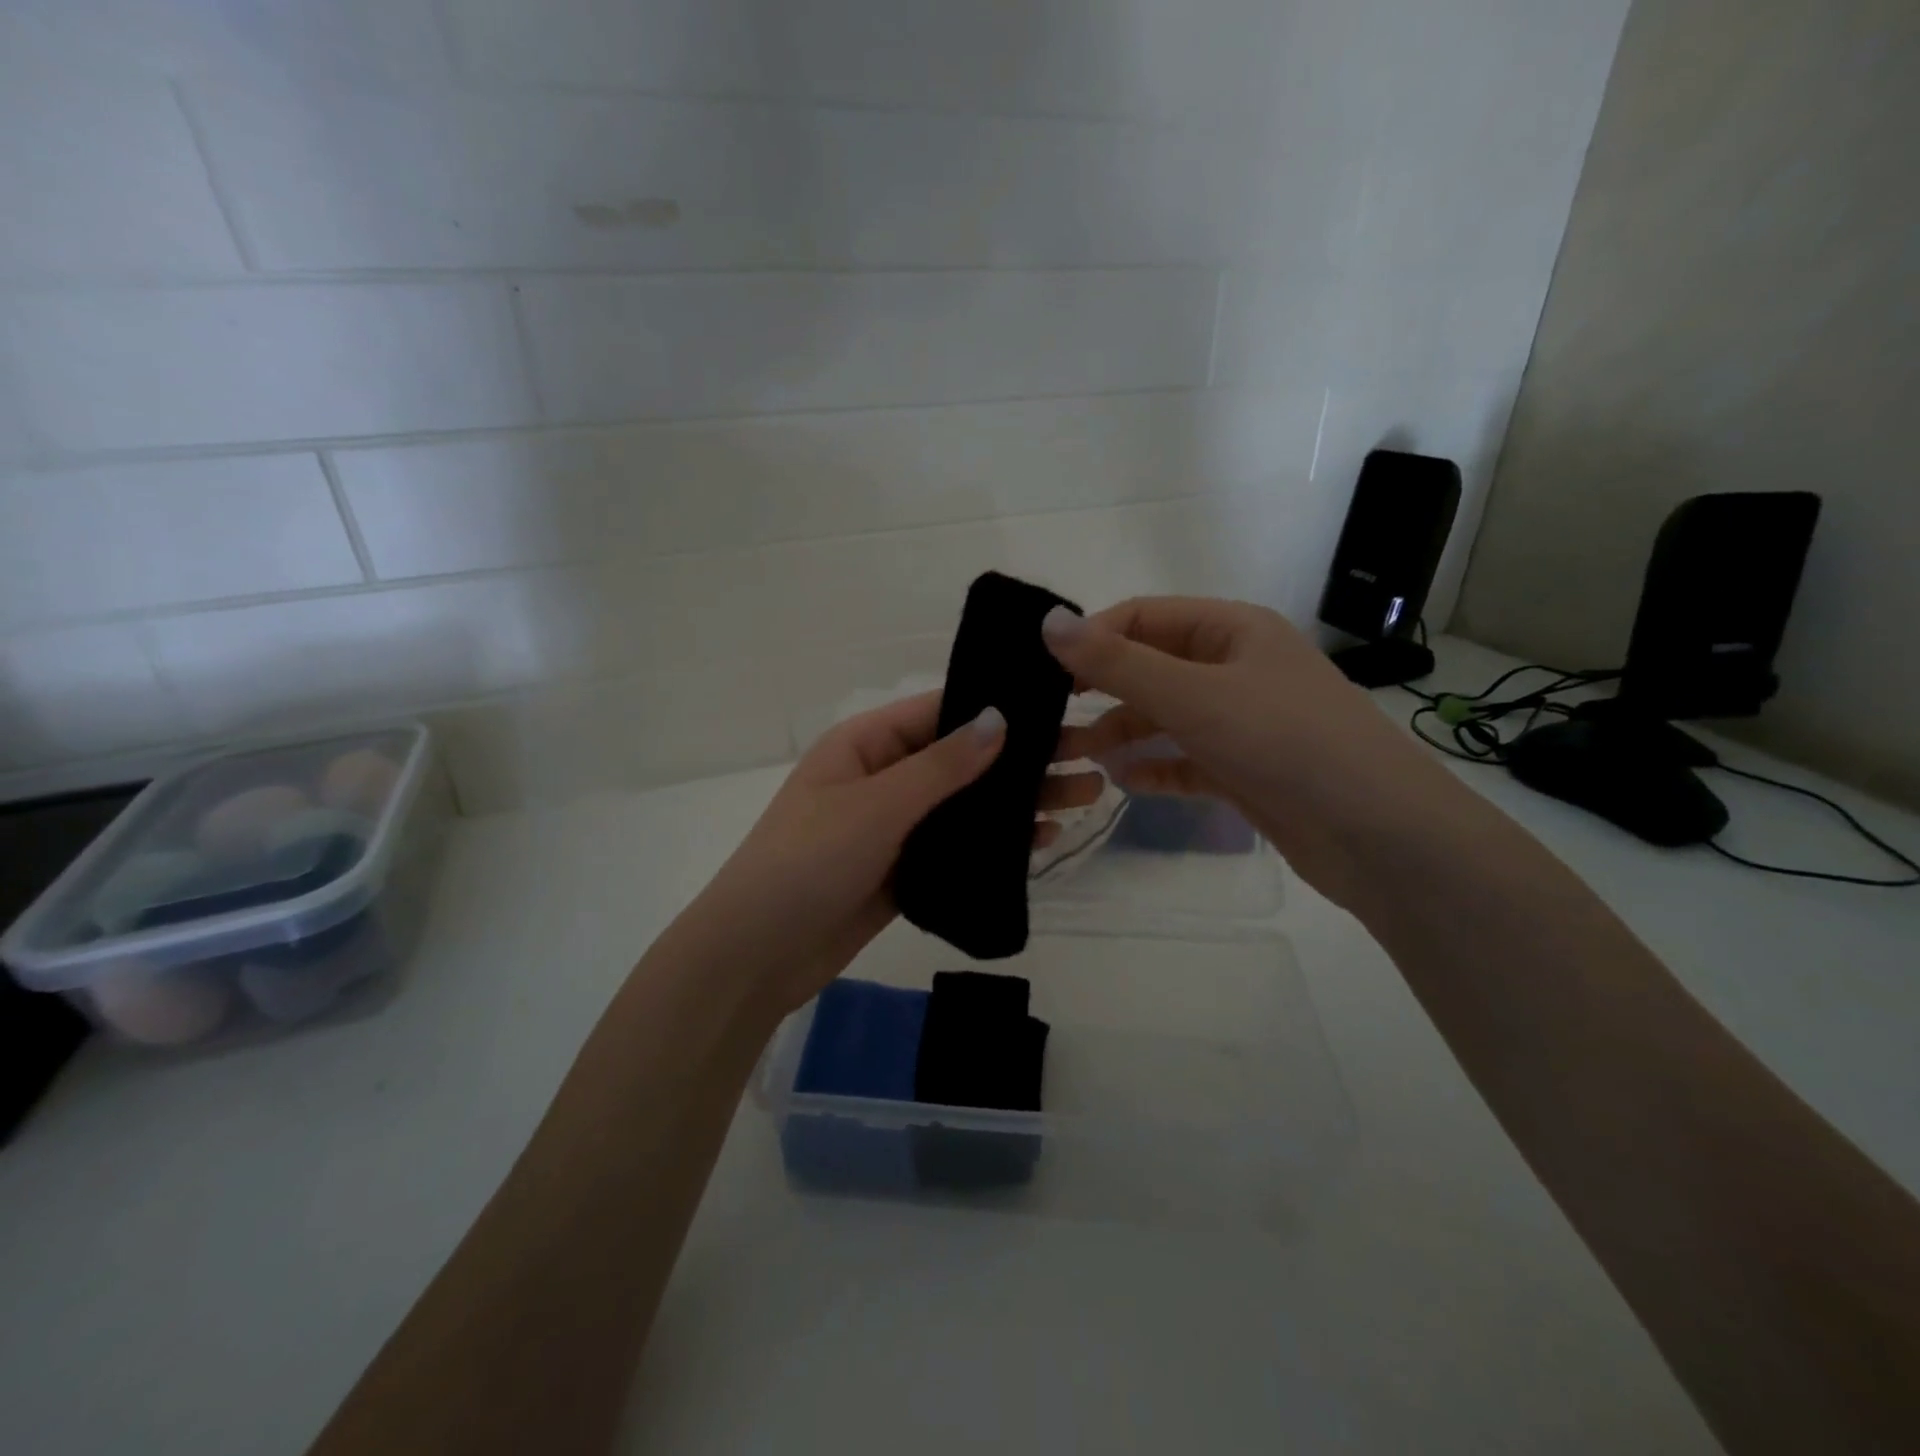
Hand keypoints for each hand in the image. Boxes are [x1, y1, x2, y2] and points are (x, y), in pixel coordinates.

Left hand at [680, 691, 1102, 1015]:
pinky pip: (960, 846)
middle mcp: (884, 777)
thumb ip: (941, 766)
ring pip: (968, 804)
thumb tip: (999, 717)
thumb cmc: (807, 862)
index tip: (1059, 704)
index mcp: (866, 744)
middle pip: (964, 759)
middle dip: (1024, 758)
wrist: (758, 956)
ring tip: (1085, 794)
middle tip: (1091, 756)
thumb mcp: (875, 806)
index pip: (941, 711)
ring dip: (1020, 801)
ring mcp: (895, 826)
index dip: (998, 705)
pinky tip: (1045, 839)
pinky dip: (999, 842)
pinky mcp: (906, 869)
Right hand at [1043, 596, 1453, 909]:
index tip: (1044, 673)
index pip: (1143, 616)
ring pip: (1167, 716)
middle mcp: (1237, 668)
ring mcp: (1244, 721)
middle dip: (1103, 690)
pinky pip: (1187, 759)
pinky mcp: (1246, 769)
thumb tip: (1049, 622)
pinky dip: (1156, 766)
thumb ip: (1117, 663)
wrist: (1379, 835)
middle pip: (1153, 667)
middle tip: (1052, 720)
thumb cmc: (1284, 743)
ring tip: (1080, 756)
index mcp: (1232, 630)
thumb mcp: (1193, 696)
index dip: (1092, 638)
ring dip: (1125, 731)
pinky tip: (1125, 783)